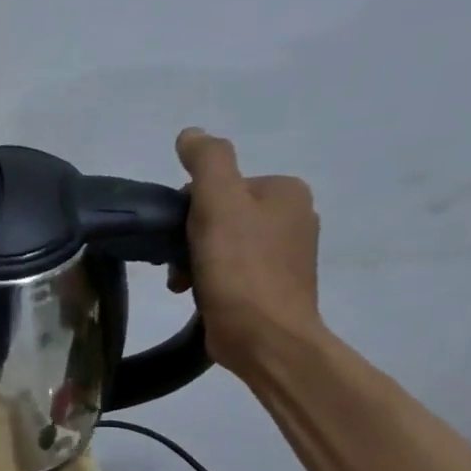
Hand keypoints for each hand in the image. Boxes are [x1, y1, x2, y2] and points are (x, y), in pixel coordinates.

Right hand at [169, 127, 325, 375]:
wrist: (264, 336)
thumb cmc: (239, 269)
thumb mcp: (217, 205)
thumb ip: (207, 162)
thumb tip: (191, 134)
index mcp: (286, 192)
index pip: (218, 185)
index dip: (188, 208)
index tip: (179, 234)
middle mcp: (293, 216)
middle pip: (217, 213)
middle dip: (188, 237)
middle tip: (177, 263)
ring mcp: (284, 253)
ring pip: (219, 243)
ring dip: (191, 260)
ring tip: (182, 283)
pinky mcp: (270, 285)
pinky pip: (227, 269)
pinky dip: (206, 278)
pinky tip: (196, 294)